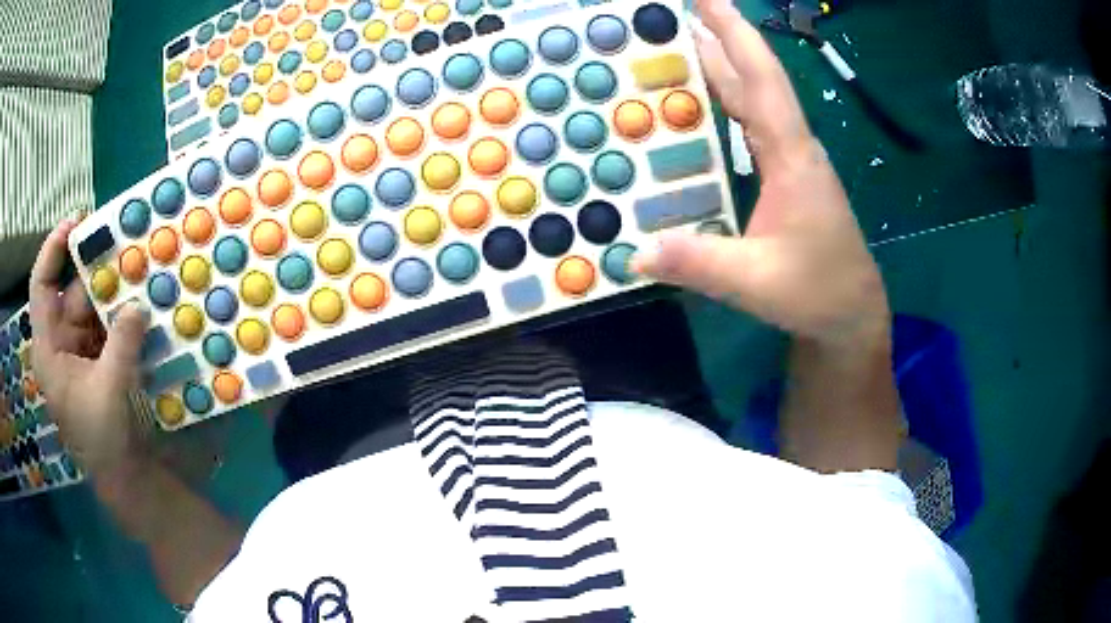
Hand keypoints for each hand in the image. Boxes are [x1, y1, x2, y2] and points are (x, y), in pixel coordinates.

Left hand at [29, 219, 148, 479]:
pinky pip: (106, 324)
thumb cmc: (102, 438)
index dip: (53, 249)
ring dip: (114, 294)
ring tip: (140, 276)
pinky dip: (121, 315)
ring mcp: (77, 349)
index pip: (41, 286)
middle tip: (125, 248)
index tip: (76, 221)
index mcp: (49, 349)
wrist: (120, 474)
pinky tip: (140, 307)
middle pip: (72, 291)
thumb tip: (137, 305)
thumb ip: (121, 345)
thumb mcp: (109, 392)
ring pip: (92, 307)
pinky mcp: (95, 358)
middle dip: (96, 271)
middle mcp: (59, 341)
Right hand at [633, 0, 888, 346]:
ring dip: (721, 65)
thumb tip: (634, 251)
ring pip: (753, 98)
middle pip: (754, 78)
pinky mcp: (785, 175)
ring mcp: (790, 160)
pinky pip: (750, 124)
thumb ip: (698, 263)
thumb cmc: (816, 292)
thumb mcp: (755, 282)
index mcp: (791, 157)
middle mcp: (792, 147)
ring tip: (682, 39)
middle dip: (720, 36)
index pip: (760, 80)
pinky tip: (703, 99)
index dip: (734, 33)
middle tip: (679, 9)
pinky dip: (725, 102)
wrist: (851, 314)